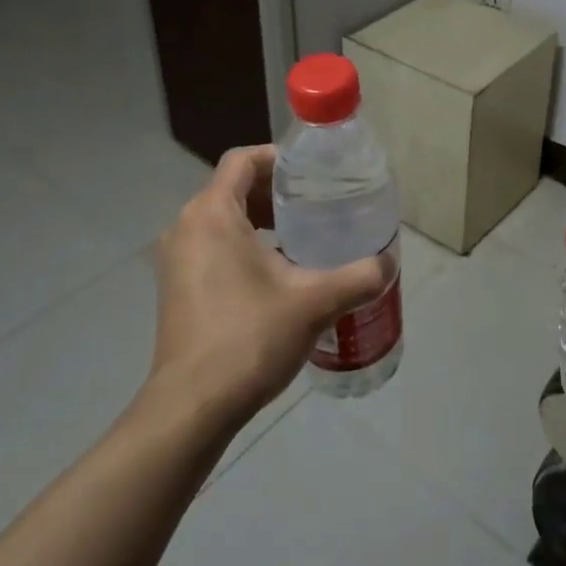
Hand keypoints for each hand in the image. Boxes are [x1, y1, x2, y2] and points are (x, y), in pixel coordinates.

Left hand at [145, 146, 388, 428]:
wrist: (192, 407)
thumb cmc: (248, 339)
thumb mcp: (314, 303)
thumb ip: (358, 277)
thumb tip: (389, 263)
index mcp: (212, 214)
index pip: (243, 160)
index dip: (280, 158)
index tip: (314, 174)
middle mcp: (186, 227)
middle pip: (233, 188)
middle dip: (275, 191)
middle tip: (317, 204)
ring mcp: (176, 259)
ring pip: (222, 219)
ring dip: (260, 220)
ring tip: (302, 237)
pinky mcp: (176, 287)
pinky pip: (211, 246)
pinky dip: (242, 245)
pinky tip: (277, 273)